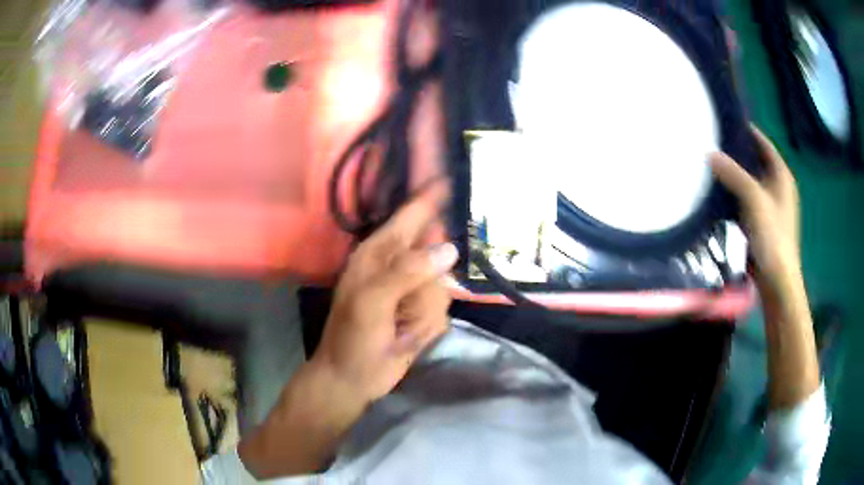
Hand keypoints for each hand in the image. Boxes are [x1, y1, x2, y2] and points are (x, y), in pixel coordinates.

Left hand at [239, 183, 455, 478]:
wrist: (353, 378)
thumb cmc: (352, 337)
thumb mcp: (372, 302)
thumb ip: (407, 272)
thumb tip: (449, 249)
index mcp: (380, 252)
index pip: (411, 214)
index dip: (432, 196)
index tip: (455, 176)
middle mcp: (400, 264)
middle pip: (438, 254)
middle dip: (427, 286)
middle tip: (405, 310)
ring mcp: (414, 288)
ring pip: (444, 285)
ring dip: (424, 311)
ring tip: (400, 327)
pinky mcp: (424, 310)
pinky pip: (443, 308)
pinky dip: (426, 325)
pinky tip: (407, 335)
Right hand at [711, 125, 818, 409]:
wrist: (776, 281)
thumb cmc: (773, 236)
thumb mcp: (754, 199)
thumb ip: (734, 174)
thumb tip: (709, 153)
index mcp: (781, 176)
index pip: (762, 142)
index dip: (745, 129)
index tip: (723, 120)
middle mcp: (776, 187)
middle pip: (754, 161)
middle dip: (735, 152)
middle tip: (710, 141)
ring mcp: (768, 206)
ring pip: (747, 181)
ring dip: (731, 174)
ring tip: (708, 164)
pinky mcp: (759, 223)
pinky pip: (744, 200)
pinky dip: (732, 194)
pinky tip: (716, 192)